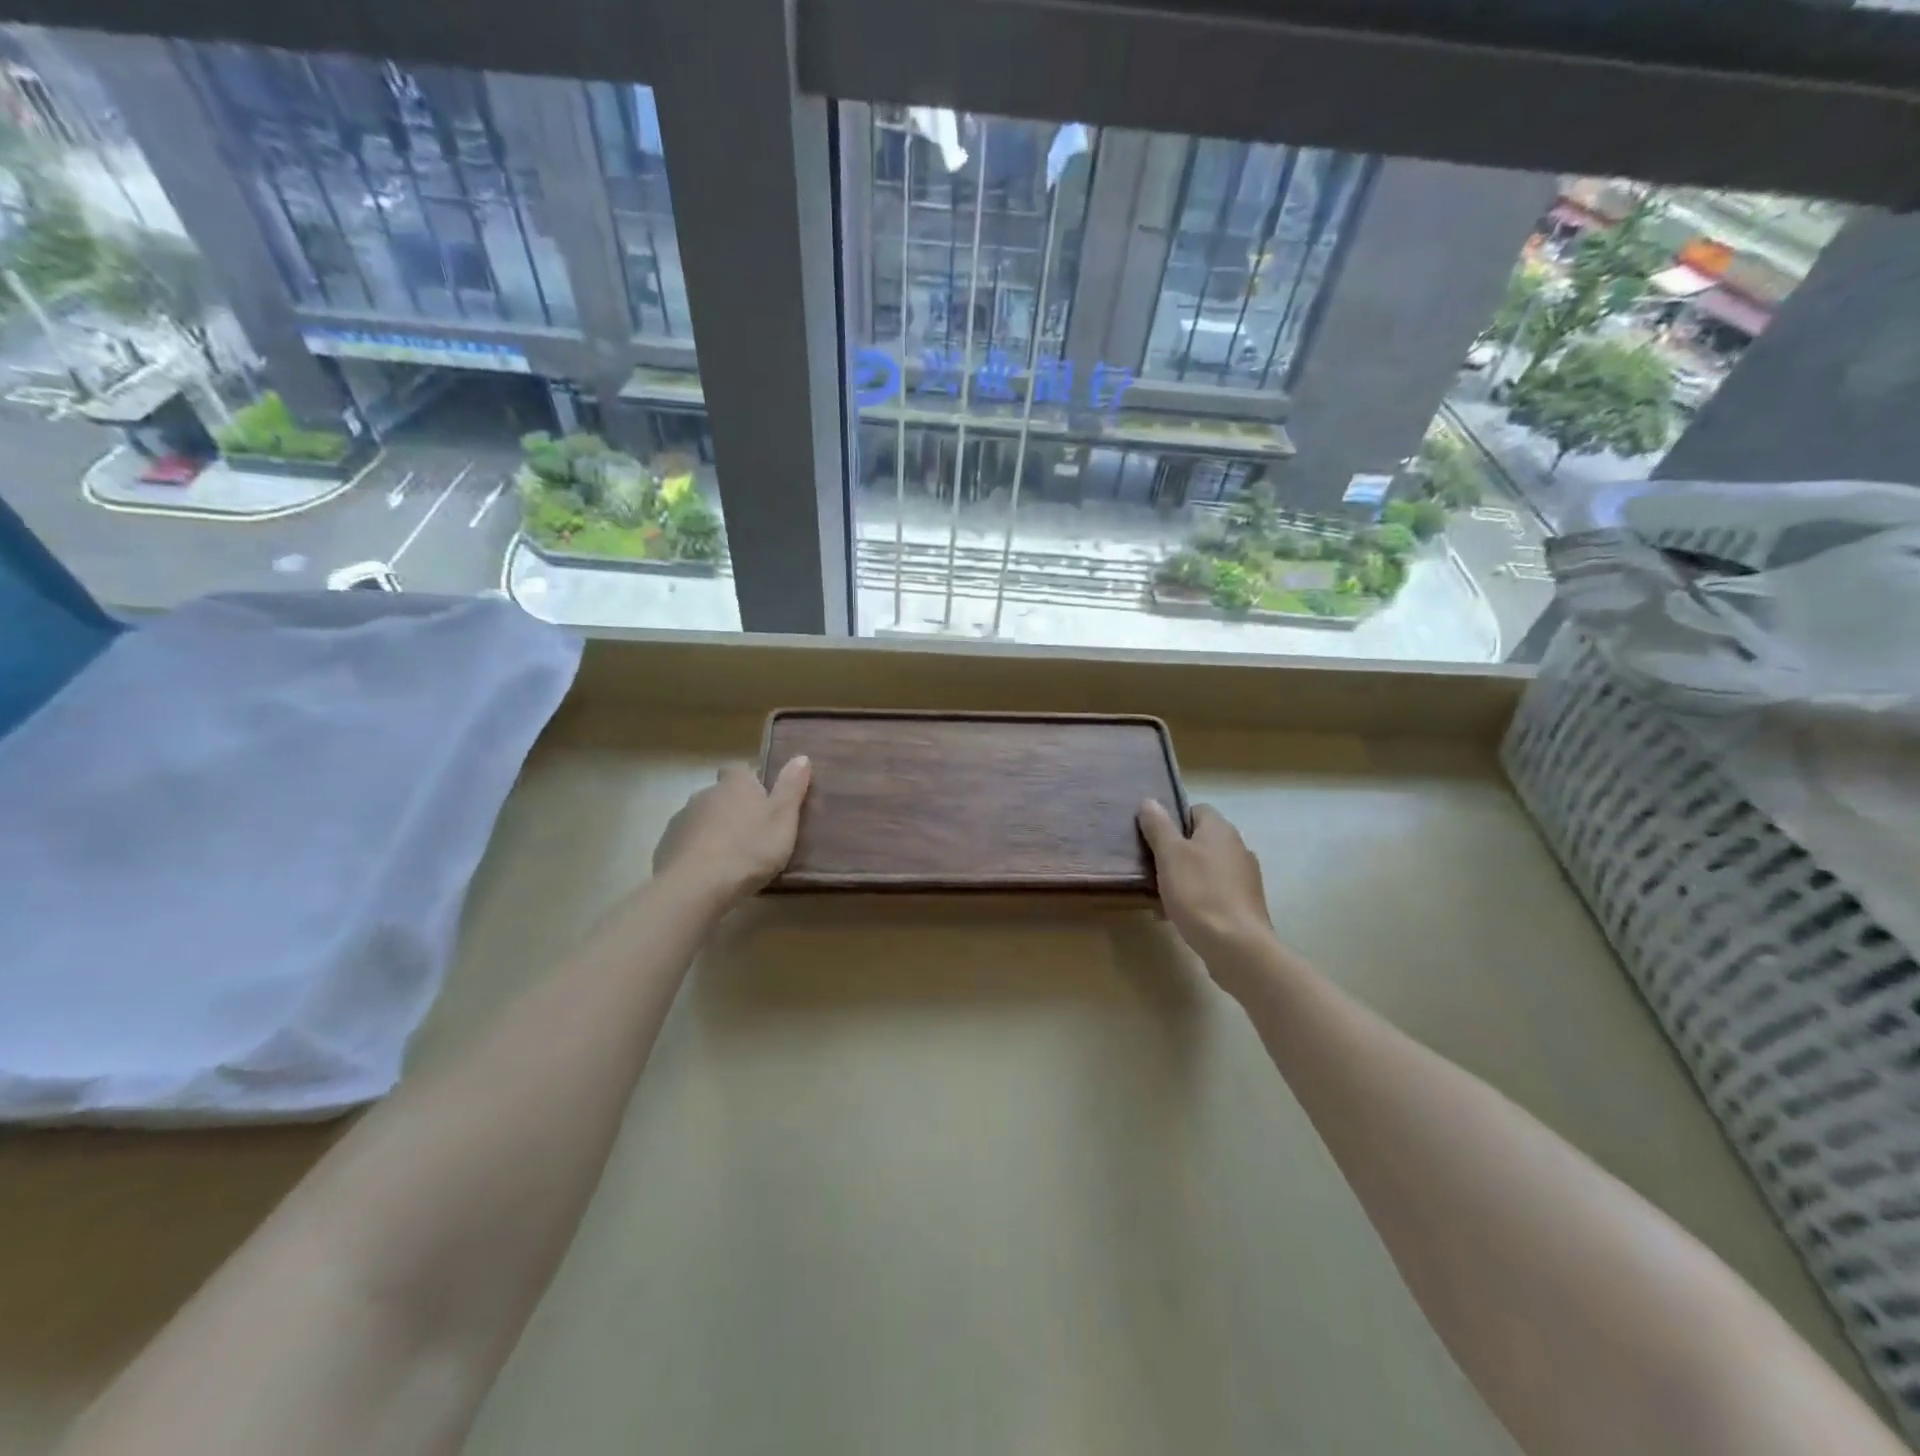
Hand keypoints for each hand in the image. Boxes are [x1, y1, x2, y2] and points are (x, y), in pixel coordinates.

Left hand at [653, 758, 811, 905]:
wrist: (696, 886)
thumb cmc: (749, 850)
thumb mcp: (783, 819)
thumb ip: (792, 788)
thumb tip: (801, 756)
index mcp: (735, 785)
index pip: (739, 770)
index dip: (750, 782)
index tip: (762, 800)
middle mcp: (705, 794)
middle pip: (720, 795)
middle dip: (733, 808)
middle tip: (753, 834)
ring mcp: (681, 820)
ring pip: (702, 819)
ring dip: (714, 831)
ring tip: (731, 858)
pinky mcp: (666, 846)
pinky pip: (686, 843)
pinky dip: (697, 852)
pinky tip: (708, 873)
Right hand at [1138, 800, 1276, 973]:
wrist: (1237, 946)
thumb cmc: (1199, 892)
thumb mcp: (1169, 854)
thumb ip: (1158, 826)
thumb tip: (1149, 801)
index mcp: (1220, 829)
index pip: (1195, 810)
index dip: (1173, 820)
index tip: (1153, 839)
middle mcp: (1238, 847)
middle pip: (1200, 840)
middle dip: (1175, 852)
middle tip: (1152, 868)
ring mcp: (1245, 876)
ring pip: (1206, 867)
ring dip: (1185, 877)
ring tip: (1161, 895)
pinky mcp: (1246, 903)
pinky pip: (1215, 891)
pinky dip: (1198, 898)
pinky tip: (1180, 915)